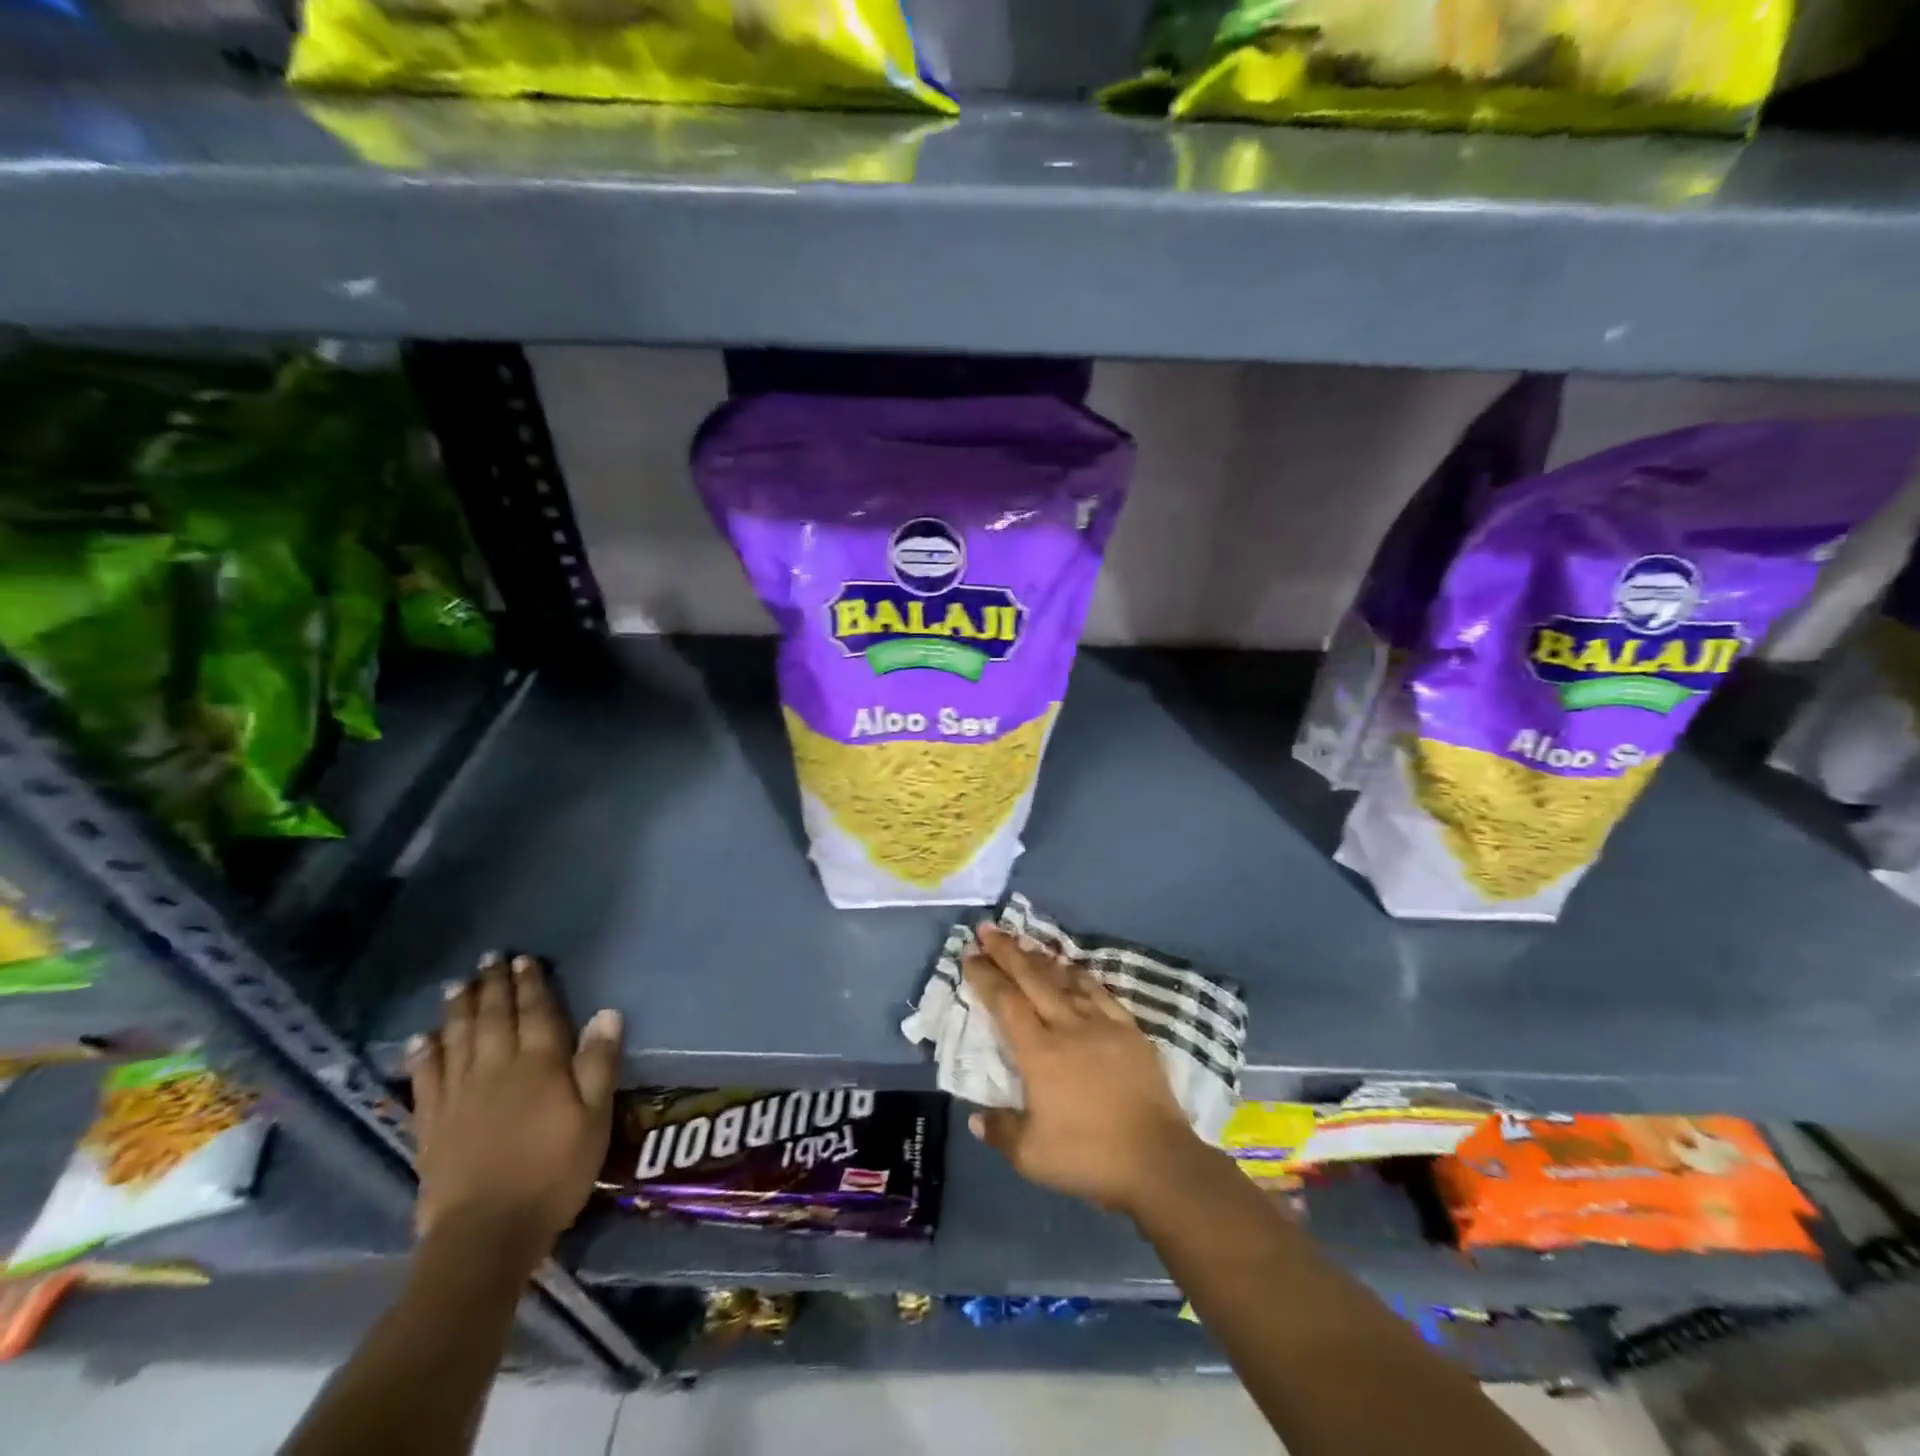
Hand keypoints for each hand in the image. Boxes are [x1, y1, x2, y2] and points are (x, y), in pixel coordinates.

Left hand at [406, 953, 622, 1266]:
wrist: (486, 1234)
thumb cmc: (553, 1172)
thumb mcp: (594, 1118)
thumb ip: (599, 1063)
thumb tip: (606, 1013)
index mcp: (538, 1065)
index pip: (536, 1012)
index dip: (531, 984)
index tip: (525, 960)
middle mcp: (495, 1068)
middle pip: (493, 1017)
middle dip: (493, 986)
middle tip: (489, 958)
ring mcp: (458, 1095)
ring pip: (457, 1040)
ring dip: (459, 1009)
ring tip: (458, 984)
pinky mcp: (432, 1124)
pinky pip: (426, 1079)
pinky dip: (423, 1054)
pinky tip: (420, 1039)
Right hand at [962, 924, 1205, 1219]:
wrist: (1157, 1159)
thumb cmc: (1089, 1156)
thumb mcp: (1032, 1156)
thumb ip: (1000, 1131)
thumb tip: (975, 1117)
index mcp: (1039, 1052)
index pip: (1005, 1003)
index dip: (986, 976)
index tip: (969, 955)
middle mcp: (1067, 1027)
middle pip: (1031, 979)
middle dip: (1006, 951)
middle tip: (987, 928)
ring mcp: (1101, 1024)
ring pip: (1064, 980)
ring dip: (1040, 959)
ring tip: (1023, 941)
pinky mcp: (1128, 1030)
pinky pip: (1099, 992)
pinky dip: (1080, 976)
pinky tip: (1072, 969)